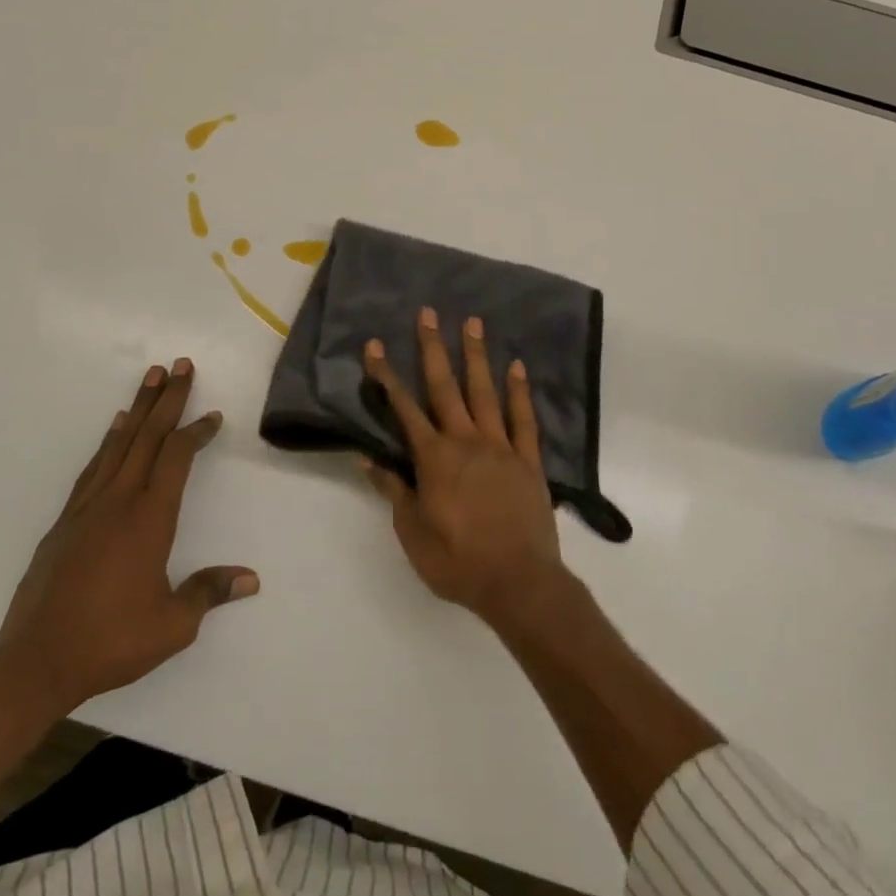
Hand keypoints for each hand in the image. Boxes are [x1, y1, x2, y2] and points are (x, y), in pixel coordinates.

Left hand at [0, 359, 257, 719]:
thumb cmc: (110, 641)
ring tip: (151, 378)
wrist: (34, 661)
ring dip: (139, 407)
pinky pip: (94, 466)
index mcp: (150, 518)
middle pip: (148, 436)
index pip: (178, 457)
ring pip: (119, 443)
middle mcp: (119, 500)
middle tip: (180, 364)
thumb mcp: (173, 626)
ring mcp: (88, 507)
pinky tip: (115, 427)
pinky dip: (109, 440)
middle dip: (168, 398)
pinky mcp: (66, 520)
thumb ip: (209, 593)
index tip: (213, 415)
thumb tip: (252, 579)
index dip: (197, 432)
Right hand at [361, 309, 569, 627]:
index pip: (403, 409)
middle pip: (445, 386)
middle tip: (429, 313)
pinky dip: (519, 391)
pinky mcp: (528, 460)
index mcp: (434, 458)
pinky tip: (517, 366)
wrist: (518, 583)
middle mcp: (466, 441)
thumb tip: (368, 455)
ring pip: (485, 392)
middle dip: (433, 348)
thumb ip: (393, 489)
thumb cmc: (457, 562)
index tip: (375, 346)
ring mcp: (501, 446)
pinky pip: (523, 419)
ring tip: (473, 322)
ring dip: (477, 356)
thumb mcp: (413, 532)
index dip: (386, 376)